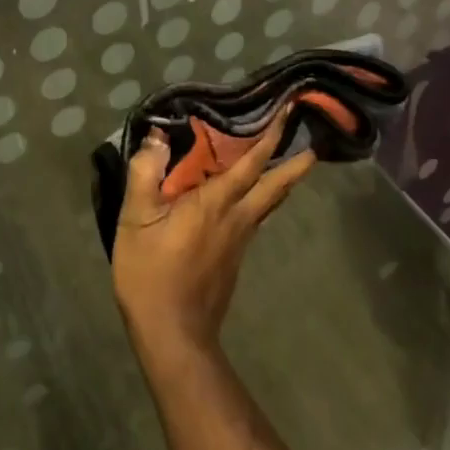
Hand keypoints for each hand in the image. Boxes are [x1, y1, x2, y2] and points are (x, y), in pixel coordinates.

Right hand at [111, 110, 316, 359]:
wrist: (173, 335)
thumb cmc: (152, 274)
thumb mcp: (136, 220)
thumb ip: (146, 173)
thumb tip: (157, 136)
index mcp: (216, 203)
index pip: (251, 163)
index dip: (271, 136)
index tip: (289, 113)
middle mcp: (237, 218)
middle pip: (275, 187)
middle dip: (296, 164)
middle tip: (313, 144)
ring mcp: (240, 241)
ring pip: (269, 204)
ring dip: (281, 181)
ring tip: (288, 163)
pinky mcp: (234, 259)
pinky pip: (254, 218)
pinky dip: (261, 199)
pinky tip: (248, 199)